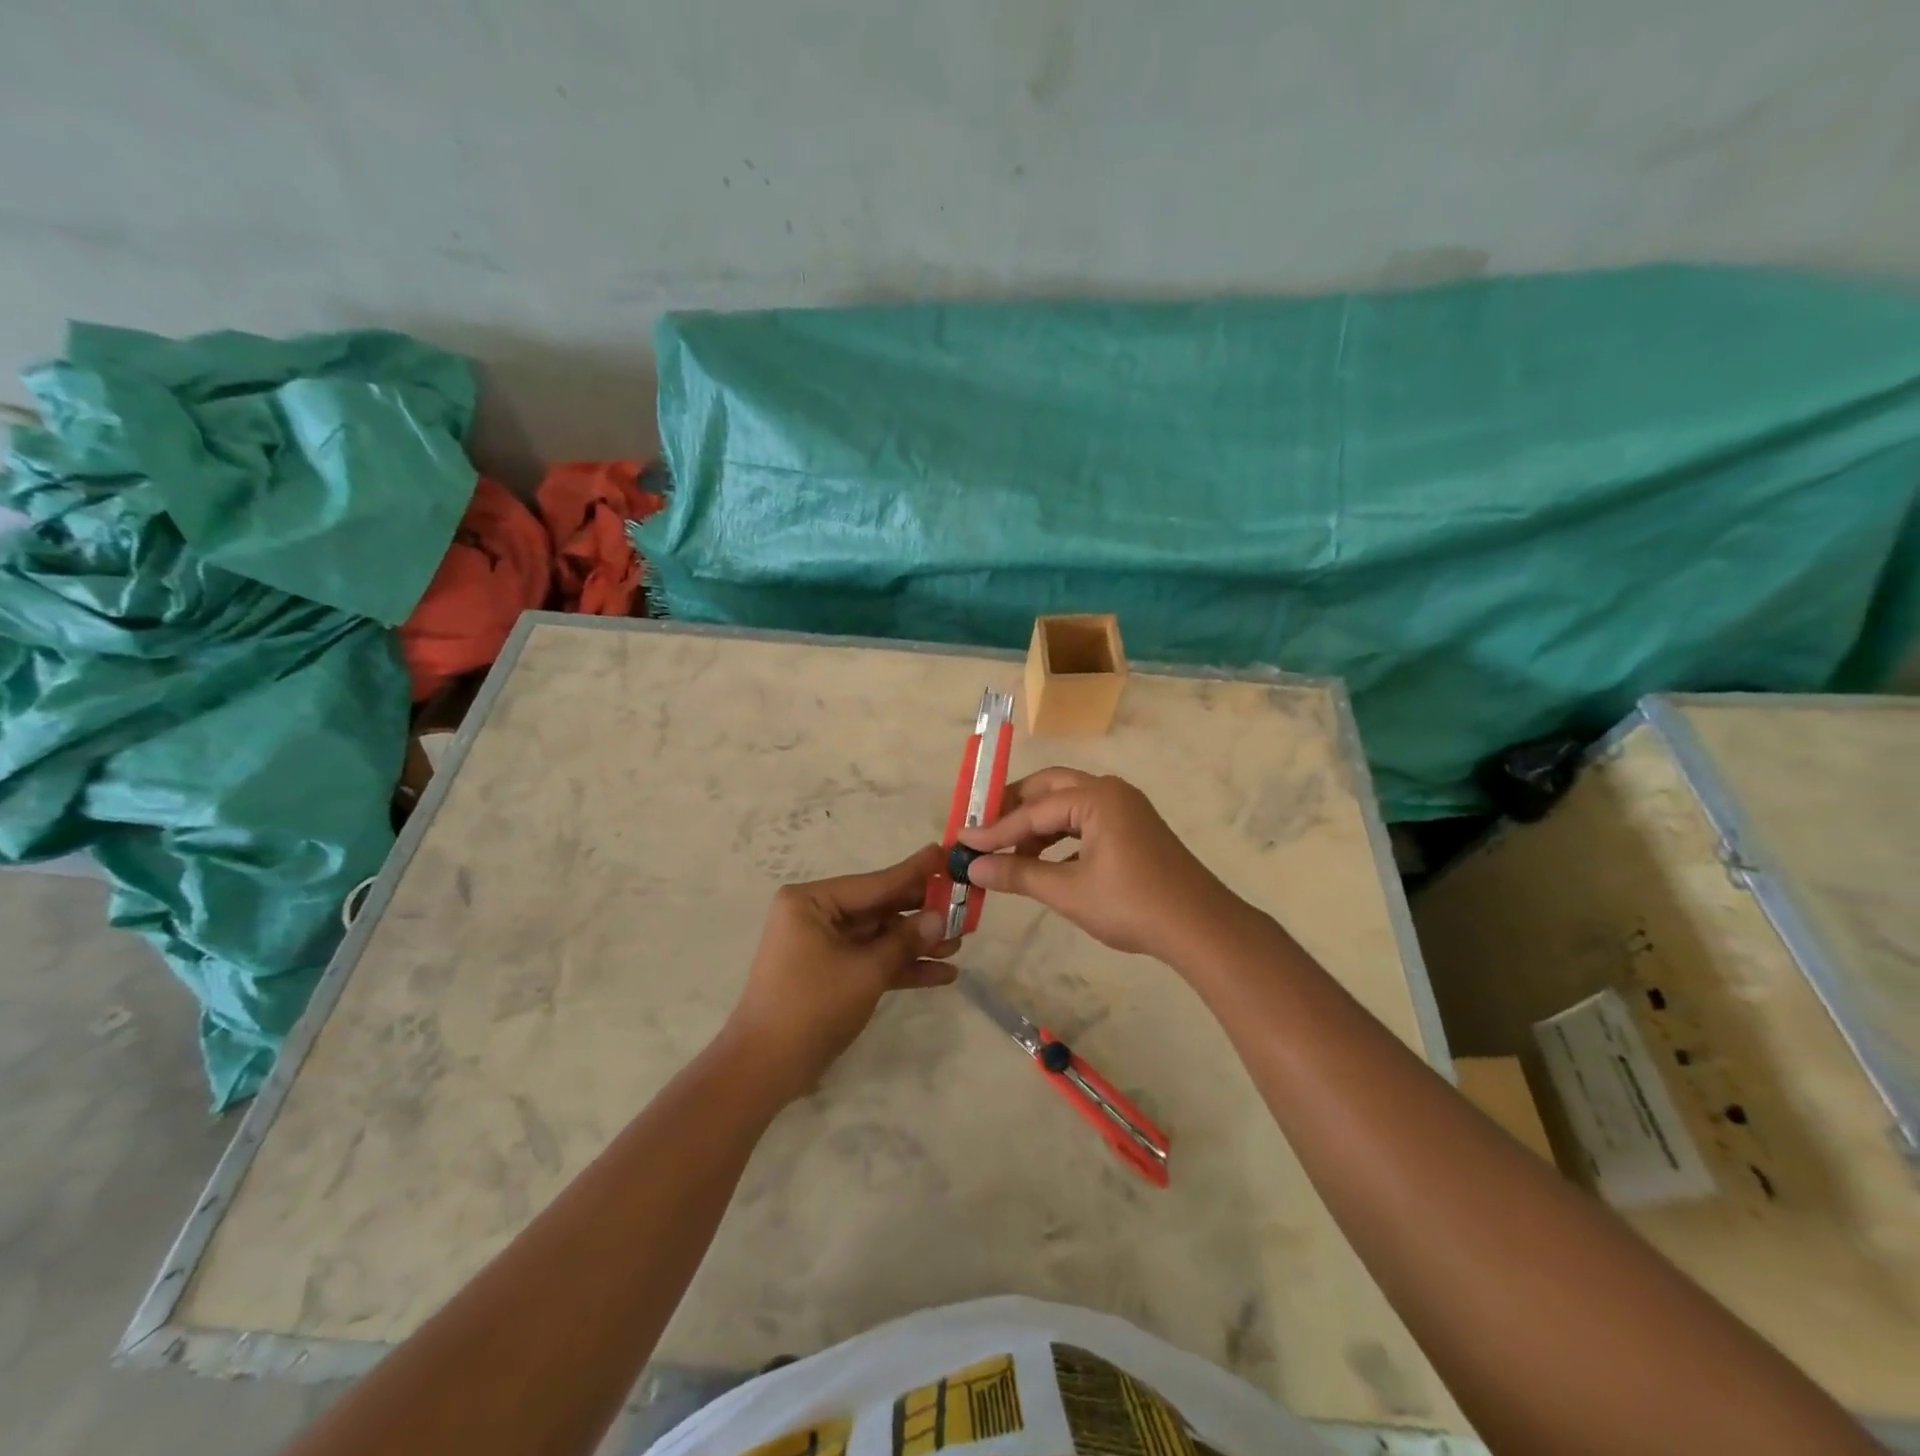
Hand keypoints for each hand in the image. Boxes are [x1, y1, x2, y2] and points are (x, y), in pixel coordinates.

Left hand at [723, 844, 958, 1102]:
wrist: (764, 1070)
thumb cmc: (811, 1007)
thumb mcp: (866, 971)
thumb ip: (905, 941)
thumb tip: (941, 917)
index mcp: (811, 901)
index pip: (875, 883)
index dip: (915, 872)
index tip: (946, 853)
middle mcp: (815, 915)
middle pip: (880, 908)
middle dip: (921, 914)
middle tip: (964, 905)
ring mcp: (822, 945)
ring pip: (879, 936)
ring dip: (916, 943)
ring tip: (960, 943)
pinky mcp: (830, 973)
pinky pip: (871, 960)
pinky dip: (901, 967)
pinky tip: (942, 974)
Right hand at [958, 769, 1244, 961]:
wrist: (1200, 928)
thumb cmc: (1132, 905)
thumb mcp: (1068, 891)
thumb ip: (1018, 874)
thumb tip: (974, 868)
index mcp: (1096, 797)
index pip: (1033, 810)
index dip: (994, 829)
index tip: (961, 842)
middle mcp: (1110, 791)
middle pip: (1049, 789)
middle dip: (1014, 810)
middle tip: (984, 832)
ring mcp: (1126, 808)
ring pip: (1068, 804)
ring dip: (1037, 825)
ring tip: (1010, 852)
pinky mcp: (1133, 828)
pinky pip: (1086, 821)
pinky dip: (1061, 836)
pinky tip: (1045, 861)